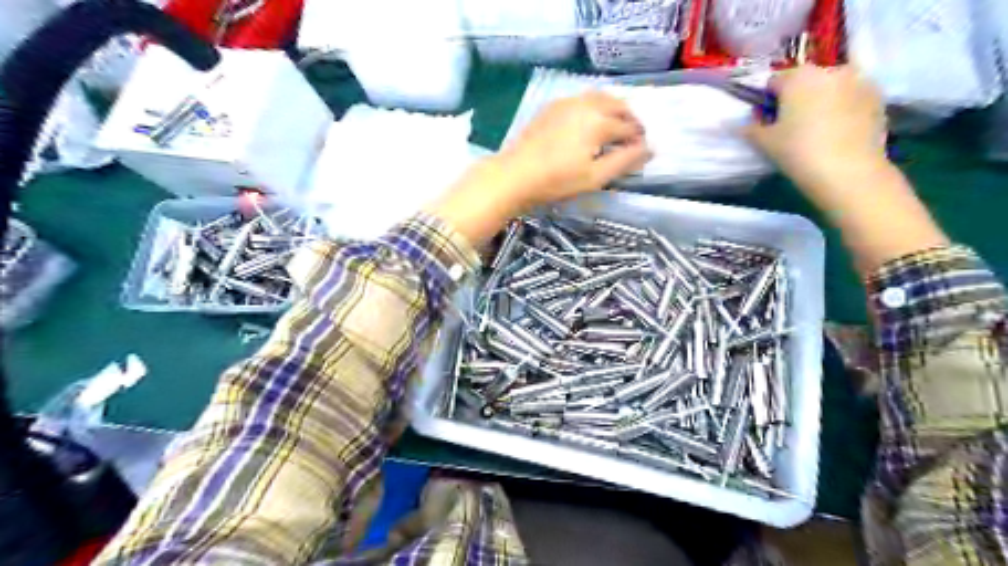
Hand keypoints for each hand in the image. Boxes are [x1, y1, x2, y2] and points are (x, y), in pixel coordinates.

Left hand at [498, 91, 654, 208]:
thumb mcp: (595, 177)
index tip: (642, 152)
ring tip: (614, 128)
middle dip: (629, 120)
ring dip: (613, 109)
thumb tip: (649, 149)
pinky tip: (589, 123)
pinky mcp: (551, 107)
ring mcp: (566, 102)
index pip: (629, 127)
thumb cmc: (557, 180)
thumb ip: (624, 161)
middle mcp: (586, 104)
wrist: (515, 175)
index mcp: (599, 121)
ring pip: (599, 97)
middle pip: (617, 105)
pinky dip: (594, 106)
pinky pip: (581, 99)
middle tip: (632, 137)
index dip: (639, 140)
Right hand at [743, 63, 882, 203]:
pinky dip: (842, 109)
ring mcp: (859, 81)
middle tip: (791, 125)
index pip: (774, 81)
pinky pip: (851, 98)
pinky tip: (837, 132)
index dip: (767, 100)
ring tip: (817, 129)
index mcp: (799, 76)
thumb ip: (750, 127)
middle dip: (797, 97)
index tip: (767, 120)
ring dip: (822, 101)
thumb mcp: (764, 142)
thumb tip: (745, 123)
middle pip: (806, 80)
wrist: (848, 171)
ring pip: (831, 88)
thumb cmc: (798, 151)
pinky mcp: (878, 97)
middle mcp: (830, 70)